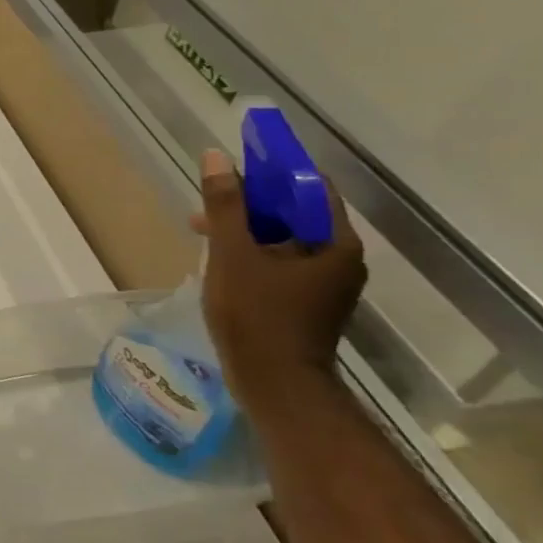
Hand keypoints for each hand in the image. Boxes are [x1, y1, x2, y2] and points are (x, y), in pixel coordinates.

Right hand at [192, 148, 366, 403]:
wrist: (274, 384)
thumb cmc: (256, 314)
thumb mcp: (233, 253)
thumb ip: (225, 205)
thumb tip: (217, 157)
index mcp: (334, 243)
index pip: (309, 187)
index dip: (273, 170)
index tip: (237, 164)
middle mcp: (339, 260)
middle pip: (295, 213)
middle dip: (251, 202)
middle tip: (210, 201)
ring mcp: (324, 284)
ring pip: (283, 240)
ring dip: (246, 229)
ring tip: (203, 231)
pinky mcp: (305, 303)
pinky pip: (279, 263)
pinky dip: (251, 254)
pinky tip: (218, 260)